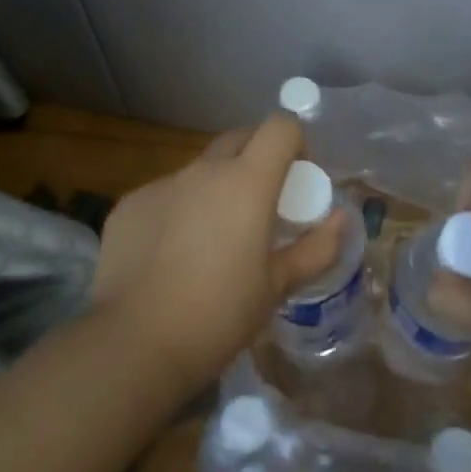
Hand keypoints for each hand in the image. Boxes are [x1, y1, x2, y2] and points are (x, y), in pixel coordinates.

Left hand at [92, 114, 343, 389]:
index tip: (297, 176)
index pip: (279, 127)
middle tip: (262, 203)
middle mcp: (202, 170)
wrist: (135, 344)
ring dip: (215, 188)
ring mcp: (161, 185)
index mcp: (246, 182)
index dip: (295, 142)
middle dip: (257, 158)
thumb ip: (316, 248)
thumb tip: (341, 219)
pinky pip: (165, 195)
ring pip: (199, 170)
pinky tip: (171, 256)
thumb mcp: (277, 287)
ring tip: (213, 239)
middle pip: (239, 139)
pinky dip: (178, 211)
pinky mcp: (129, 205)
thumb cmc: (219, 315)